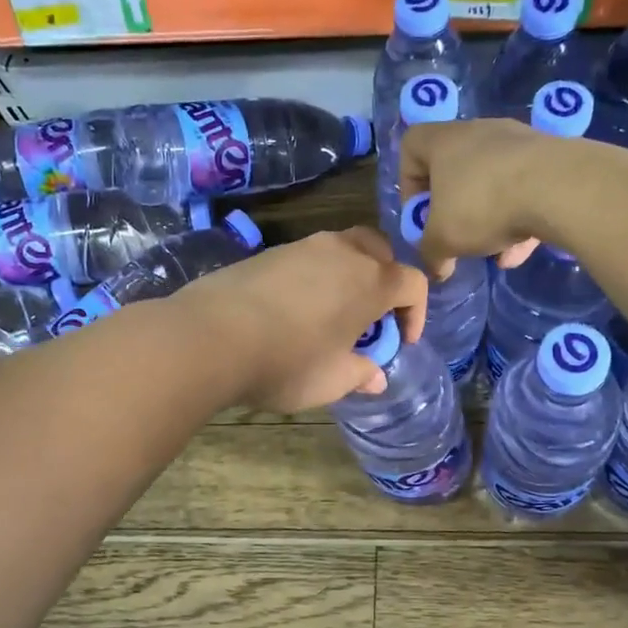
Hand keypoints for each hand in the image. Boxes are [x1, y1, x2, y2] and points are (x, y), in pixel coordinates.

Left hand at [173, 228, 429, 411]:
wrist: (211, 336)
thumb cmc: (287, 362)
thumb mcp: (332, 380)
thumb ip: (361, 374)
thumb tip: (375, 376)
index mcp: (371, 281)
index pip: (413, 283)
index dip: (416, 313)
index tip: (401, 341)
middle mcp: (343, 253)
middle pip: (381, 251)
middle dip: (386, 281)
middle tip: (372, 316)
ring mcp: (304, 246)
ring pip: (343, 249)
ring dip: (350, 276)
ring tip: (334, 313)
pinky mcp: (271, 252)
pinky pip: (309, 257)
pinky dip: (317, 277)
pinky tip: (297, 309)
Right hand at [399, 119, 549, 278]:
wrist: (559, 188)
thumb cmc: (483, 204)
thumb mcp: (444, 240)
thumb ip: (431, 254)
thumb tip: (436, 269)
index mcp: (444, 141)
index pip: (411, 146)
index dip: (409, 182)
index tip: (421, 213)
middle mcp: (479, 133)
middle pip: (456, 169)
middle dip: (455, 208)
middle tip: (458, 235)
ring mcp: (518, 142)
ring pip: (493, 183)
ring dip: (490, 219)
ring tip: (496, 253)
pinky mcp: (550, 157)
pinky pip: (526, 189)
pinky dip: (520, 217)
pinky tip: (522, 251)